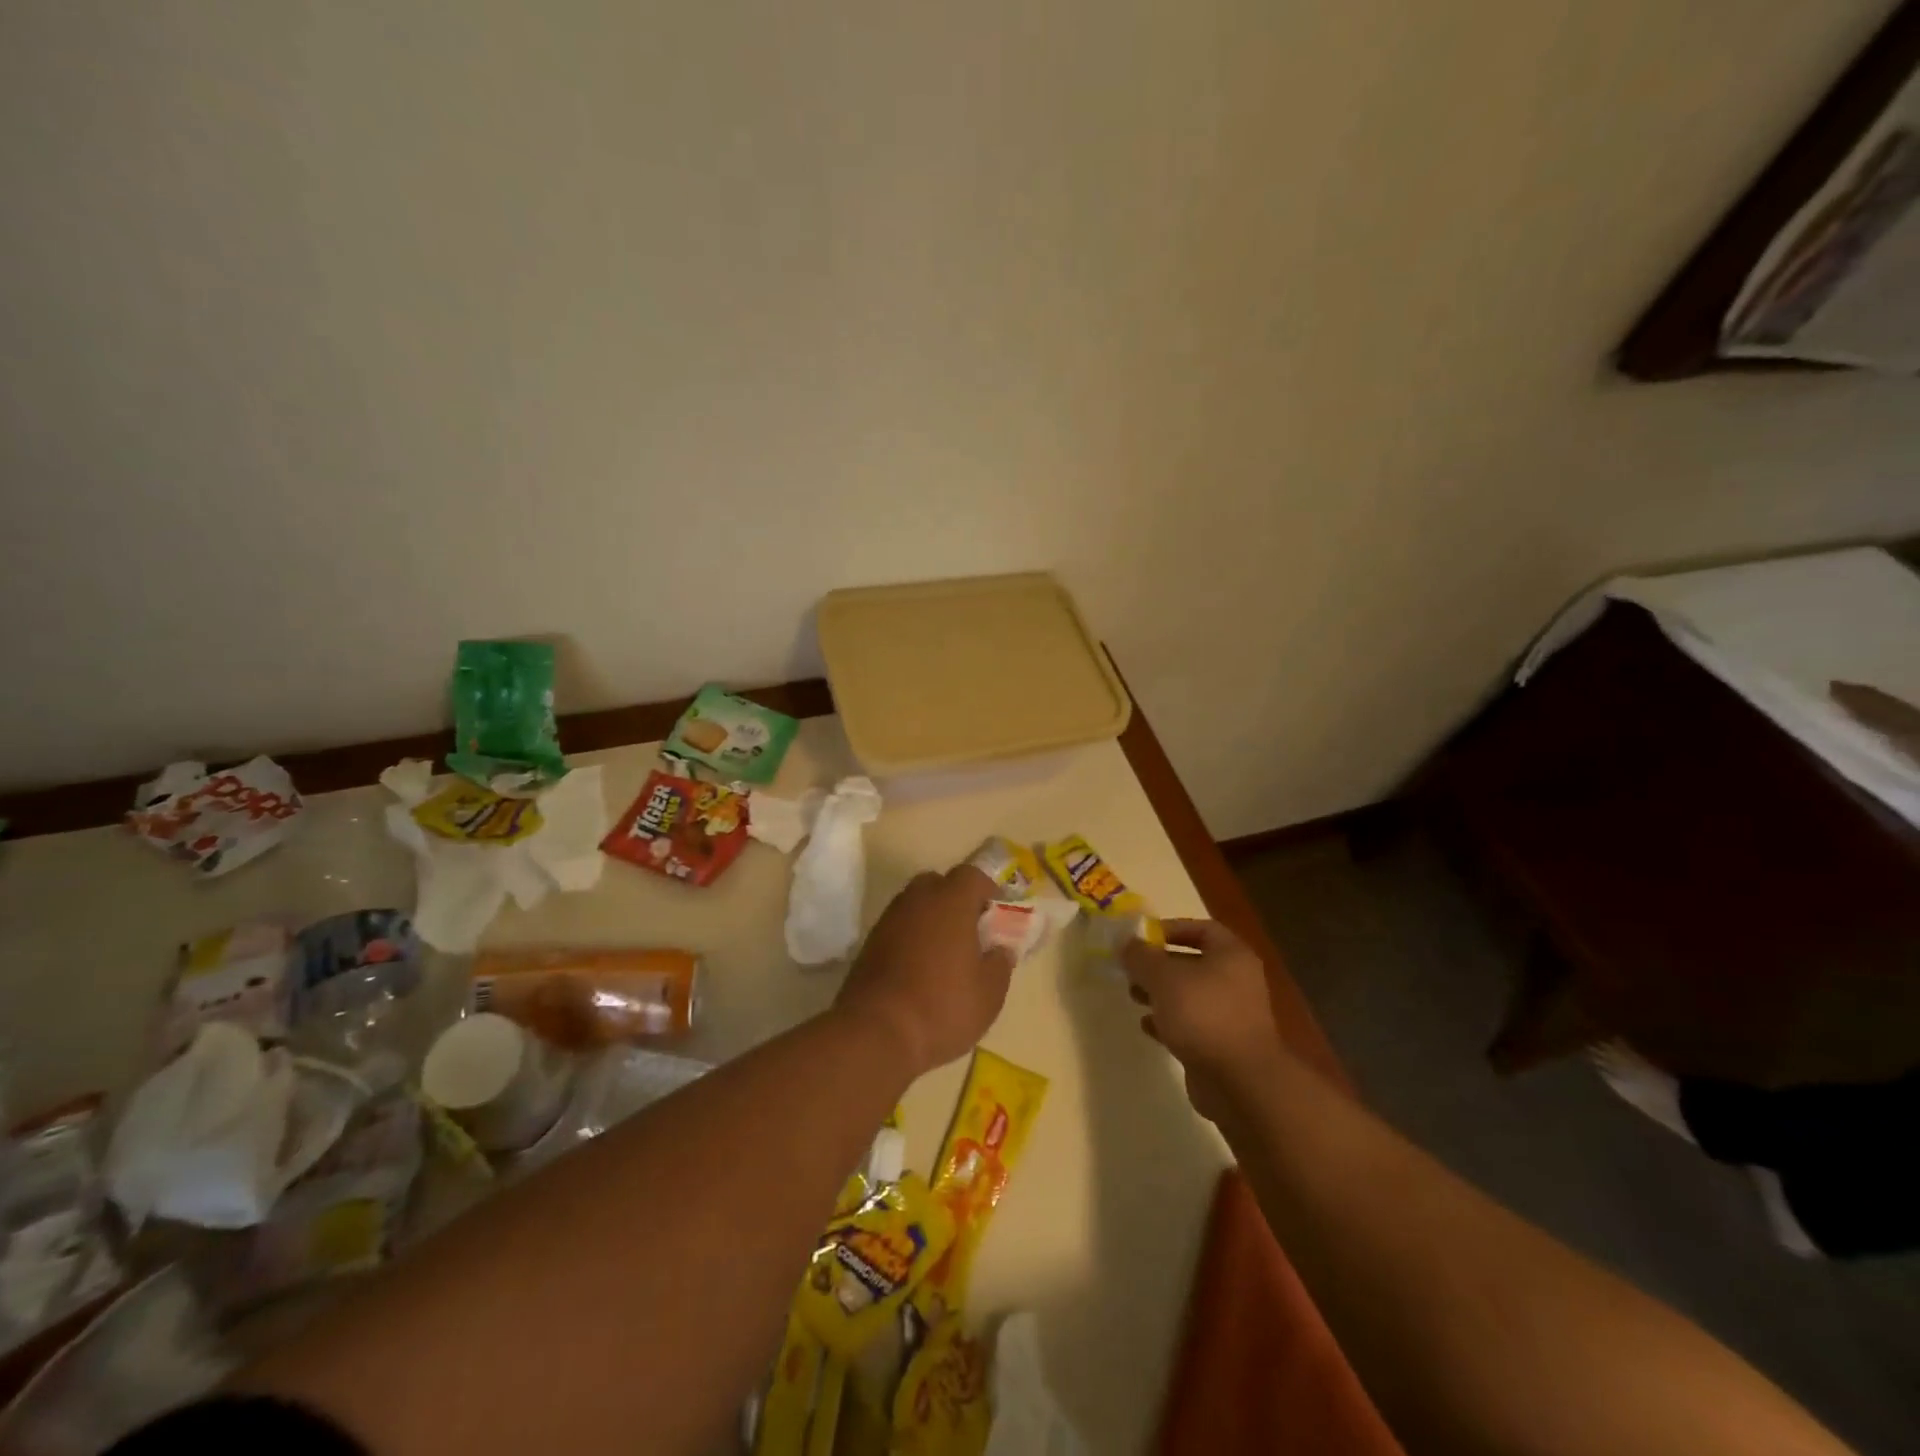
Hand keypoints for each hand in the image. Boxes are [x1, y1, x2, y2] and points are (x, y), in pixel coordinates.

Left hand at [835, 865, 1014, 1077]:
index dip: (987, 889)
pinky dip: (910, 939)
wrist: (877, 1032)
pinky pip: (898, 928)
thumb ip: (1000, 964)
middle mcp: (917, 900)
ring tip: (945, 954)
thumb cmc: (943, 1007)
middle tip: (969, 931)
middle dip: (955, 900)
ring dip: (931, 920)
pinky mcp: (869, 943)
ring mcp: (889, 920)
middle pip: (938, 884)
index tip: (996, 913)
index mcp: (951, 901)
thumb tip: (1000, 950)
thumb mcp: (989, 994)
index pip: (971, 875)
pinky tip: (919, 970)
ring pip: (915, 905)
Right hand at [1123, 919, 1284, 1121]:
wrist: (1239, 1081)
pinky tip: (1147, 1026)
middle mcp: (1236, 980)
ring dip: (1160, 993)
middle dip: (1158, 964)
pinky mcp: (1221, 1044)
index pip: (1201, 928)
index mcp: (1231, 955)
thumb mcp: (1163, 977)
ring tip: (1133, 996)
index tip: (1141, 937)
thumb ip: (1141, 956)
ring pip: (1189, 994)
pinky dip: (1169, 1022)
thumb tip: (1124, 942)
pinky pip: (1191, 1024)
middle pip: (1192, 962)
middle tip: (1130, 969)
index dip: (1170, 928)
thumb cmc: (1203, 1014)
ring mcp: (1231, 1014)